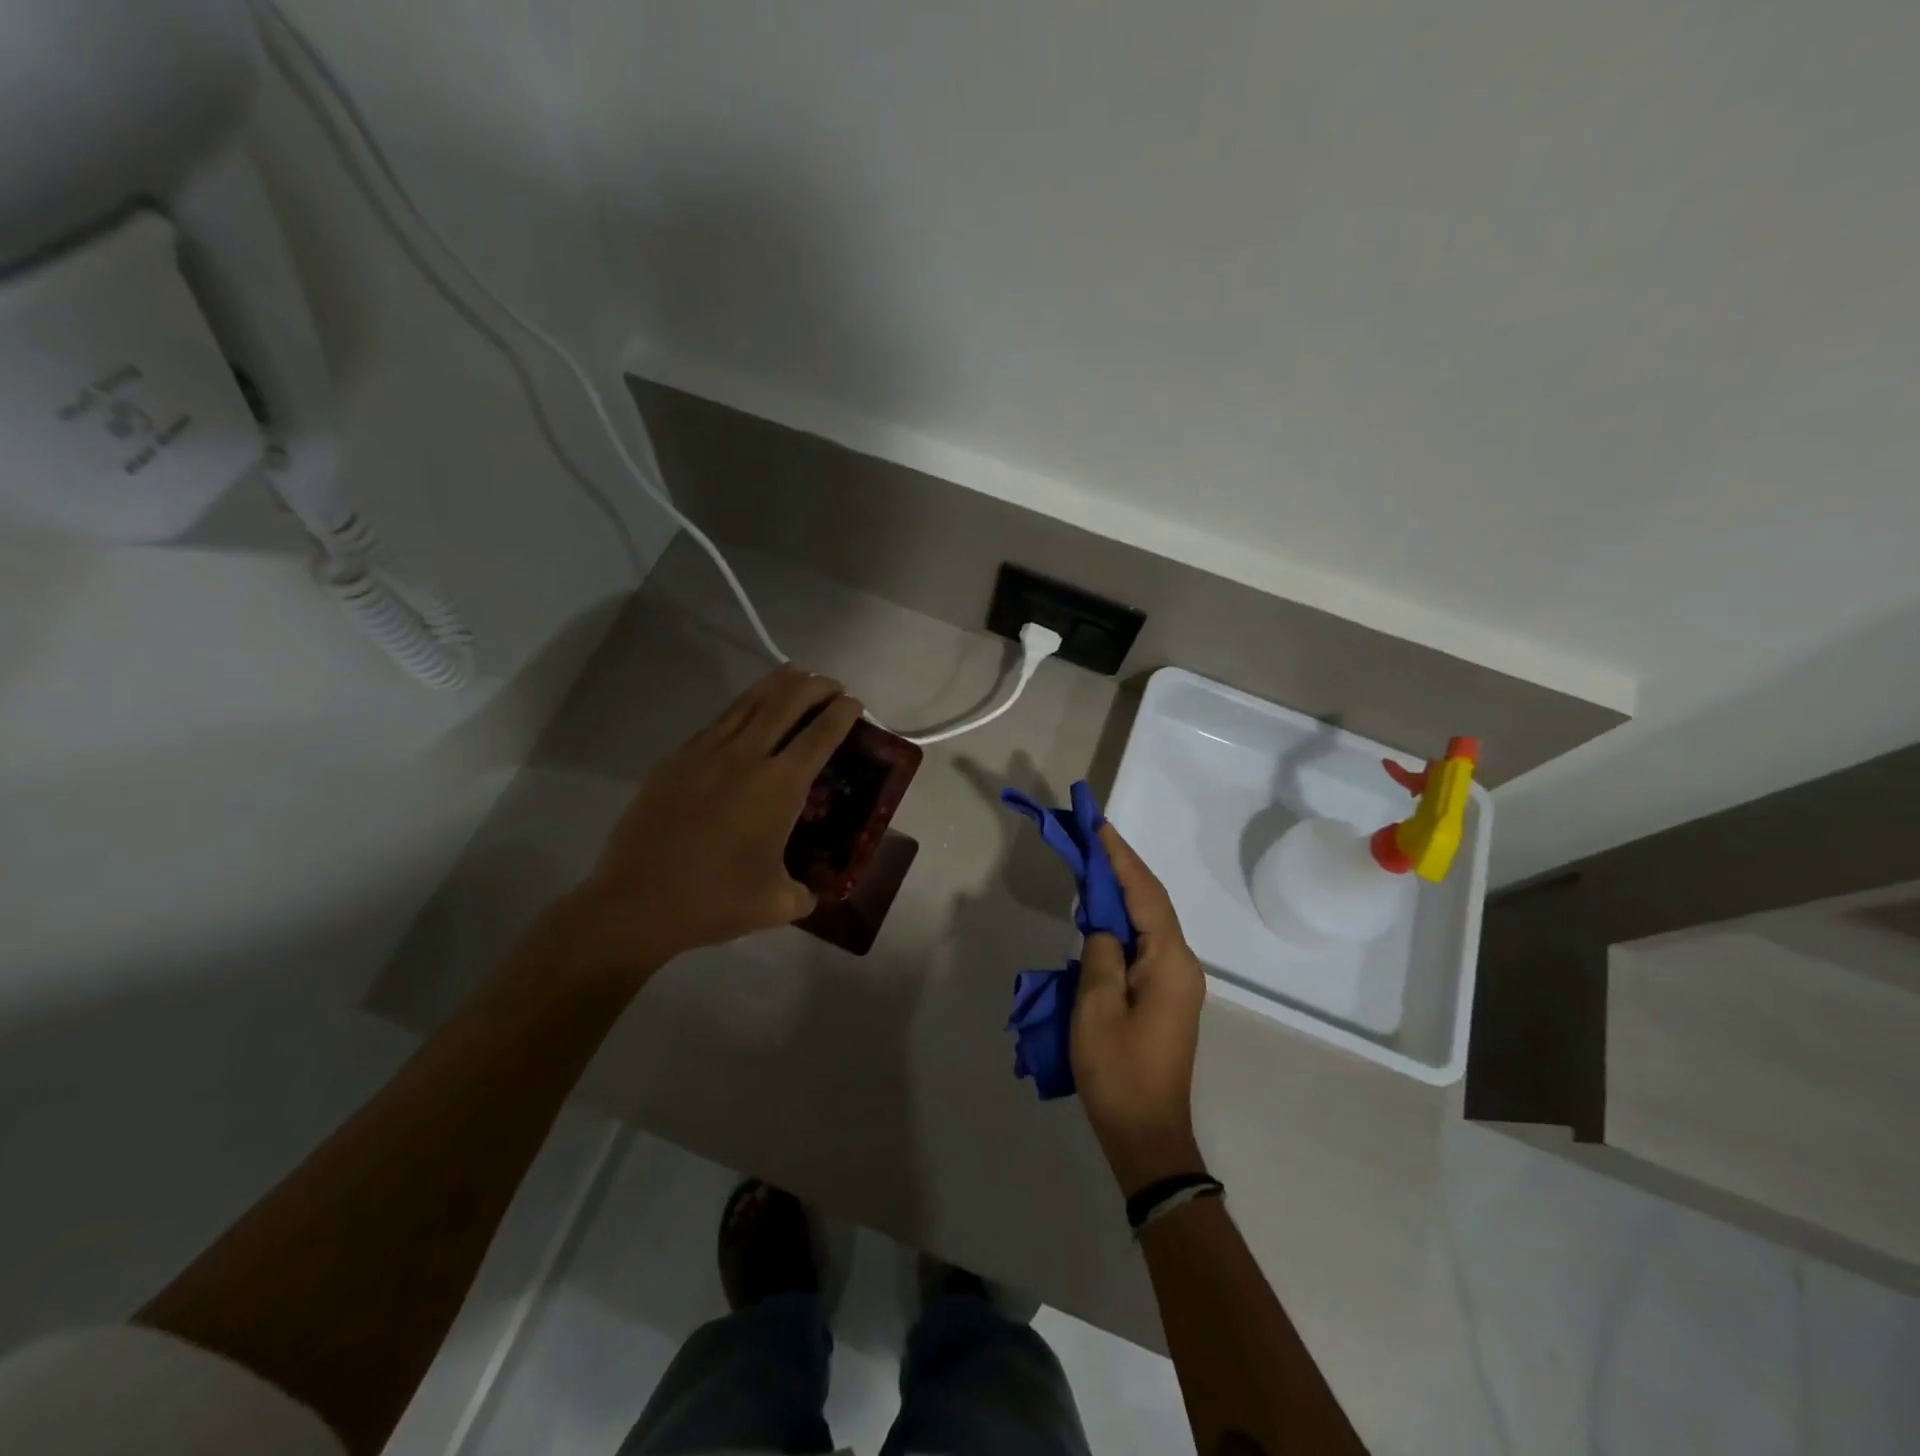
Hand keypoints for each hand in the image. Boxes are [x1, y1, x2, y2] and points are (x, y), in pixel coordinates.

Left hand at [564, 665, 862, 978]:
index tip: (854, 704)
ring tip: (795, 675)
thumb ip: (803, 892)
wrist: (636, 901)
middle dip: (815, 687)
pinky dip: (742, 708)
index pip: (820, 735)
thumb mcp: (776, 904)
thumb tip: (811, 892)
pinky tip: (747, 712)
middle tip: (831, 686)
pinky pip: (718, 722)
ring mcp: (706, 754)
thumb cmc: (714, 900)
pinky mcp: (676, 761)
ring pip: (748, 703)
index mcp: (779, 787)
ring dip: (778, 685)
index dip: (842, 714)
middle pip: (787, 703)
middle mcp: (746, 758)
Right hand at [1072, 823, 1207, 1195]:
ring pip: (1149, 920)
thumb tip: (1104, 923)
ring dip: (1121, 891)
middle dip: (1121, 866)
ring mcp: (1176, 981)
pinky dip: (1123, 919)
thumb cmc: (1118, 1072)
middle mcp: (1182, 964)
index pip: (1144, 893)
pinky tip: (1101, 912)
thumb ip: (1101, 952)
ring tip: (1092, 862)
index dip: (1119, 856)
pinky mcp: (1165, 995)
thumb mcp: (1096, 1008)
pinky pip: (1145, 943)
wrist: (1147, 1137)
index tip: (1097, 824)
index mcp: (1170, 962)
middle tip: (1090, 835)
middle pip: (1151, 901)